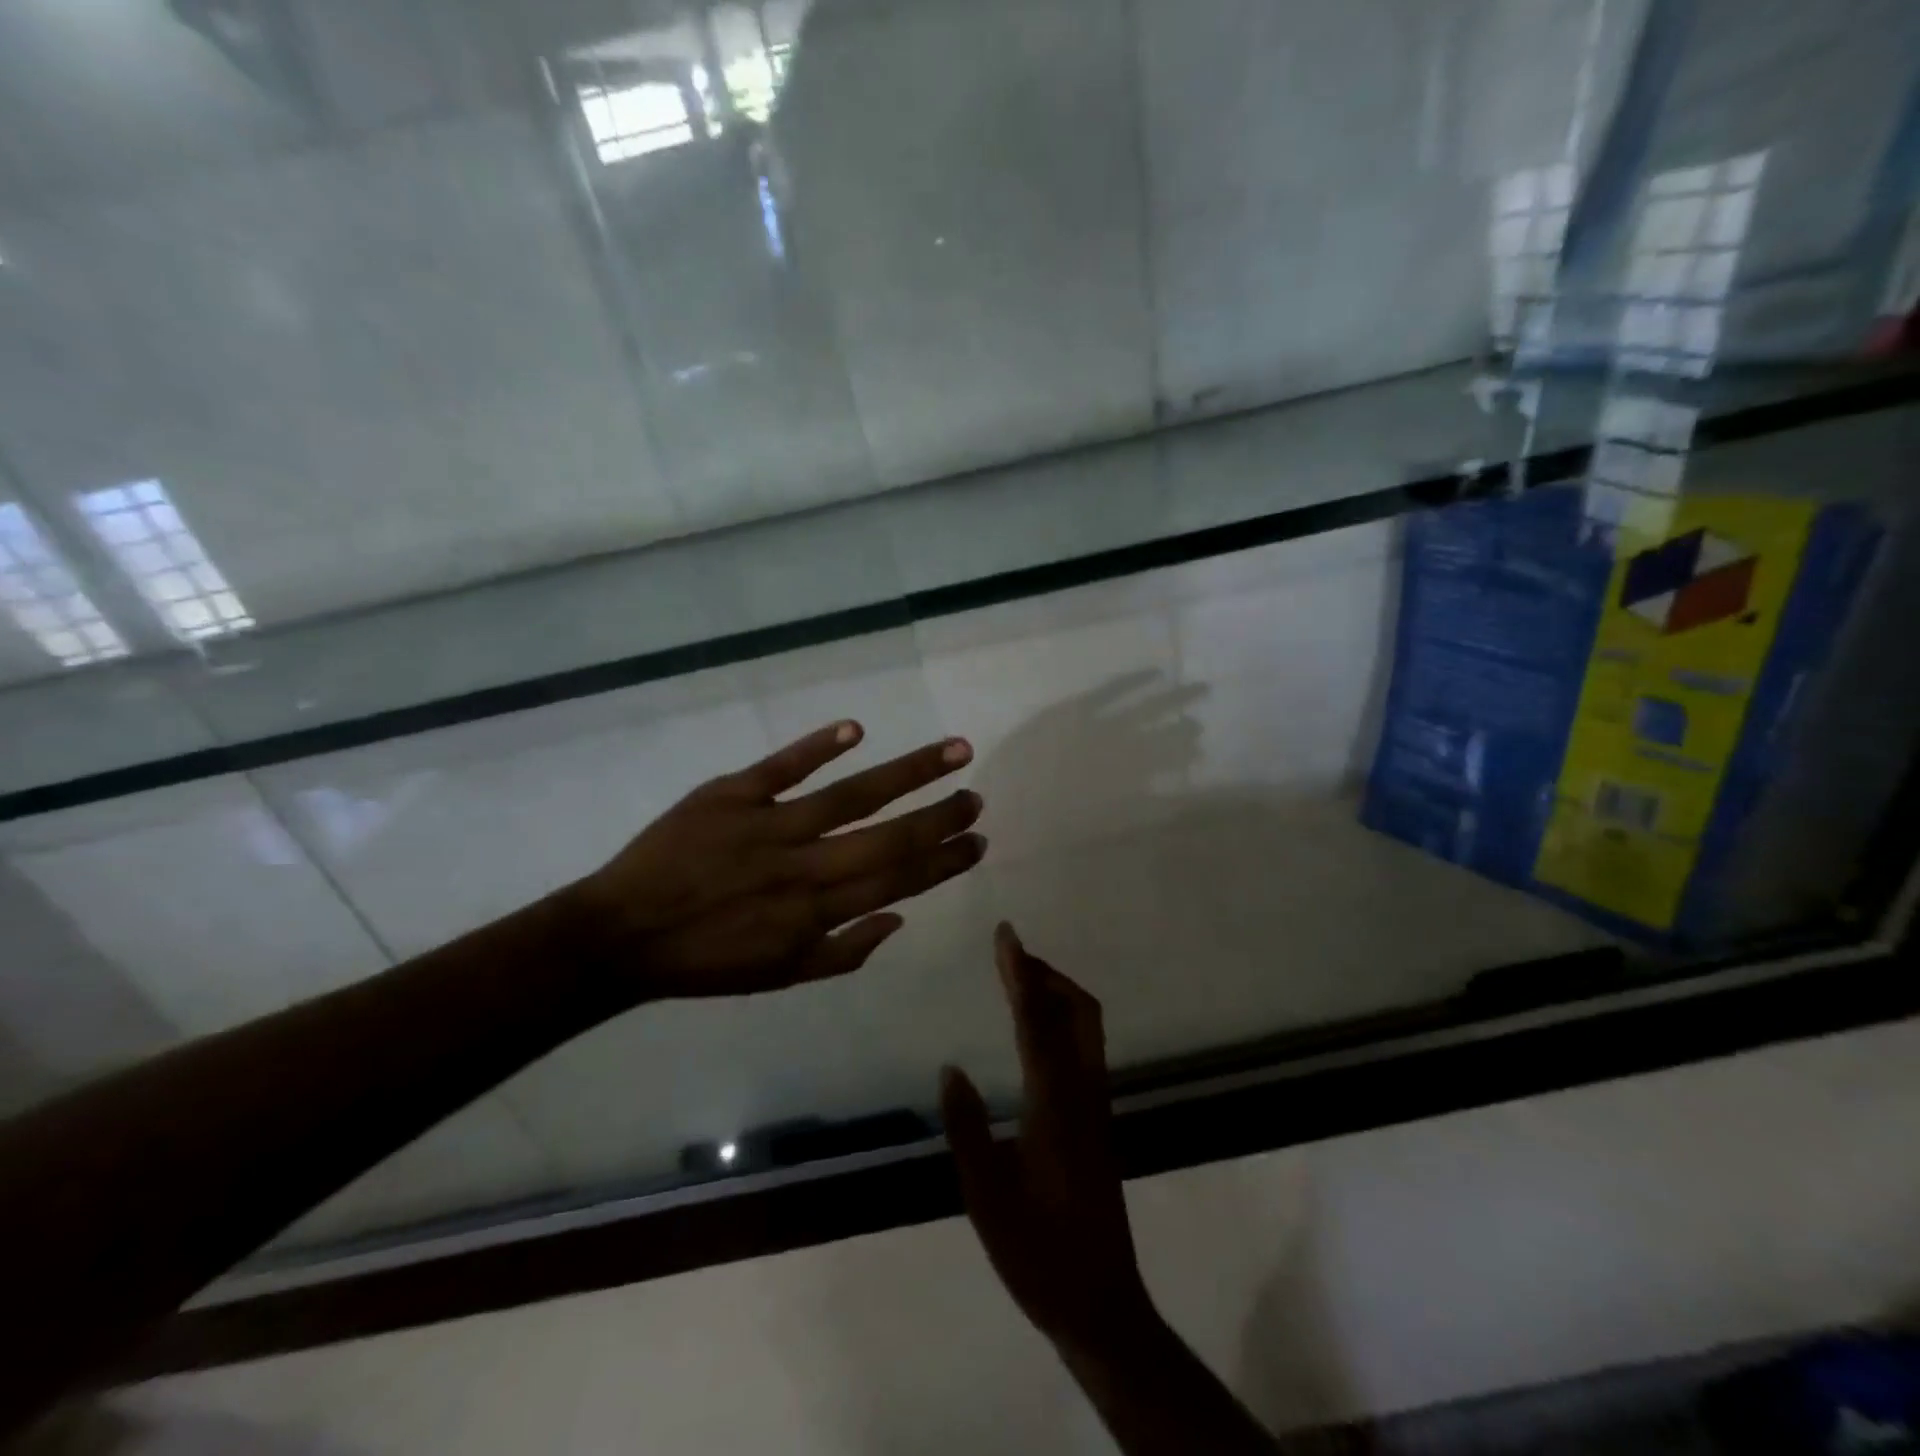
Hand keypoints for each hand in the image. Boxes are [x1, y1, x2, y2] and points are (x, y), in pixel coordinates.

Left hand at [568, 721, 985, 999]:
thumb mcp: (781, 977)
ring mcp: (768, 825)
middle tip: (976, 794)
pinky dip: (818, 746)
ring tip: (952, 751)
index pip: (897, 881)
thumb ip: (845, 952)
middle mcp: (804, 866)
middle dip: (940, 816)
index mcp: (816, 913)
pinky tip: (857, 729)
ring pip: (850, 795)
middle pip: (887, 836)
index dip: (943, 860)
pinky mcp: (731, 795)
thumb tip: (900, 918)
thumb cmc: (706, 962)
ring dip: (906, 772)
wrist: (620, 937)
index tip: (977, 840)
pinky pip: (782, 767)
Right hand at [941, 924, 1152, 1356]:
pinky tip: (1036, 1034)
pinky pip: (1084, 1049)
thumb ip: (967, 1129)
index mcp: (1055, 1106)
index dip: (1020, 973)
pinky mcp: (1098, 1121)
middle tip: (1011, 954)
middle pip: (1079, 1012)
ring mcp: (1097, 1107)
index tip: (1006, 934)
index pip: (1036, 1022)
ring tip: (1020, 982)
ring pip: (1087, 1029)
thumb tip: (950, 1068)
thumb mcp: (987, 1198)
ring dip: (1058, 994)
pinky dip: (1062, 1020)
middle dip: (1048, 973)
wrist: (1102, 1306)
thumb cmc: (1038, 1255)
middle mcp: (1084, 1094)